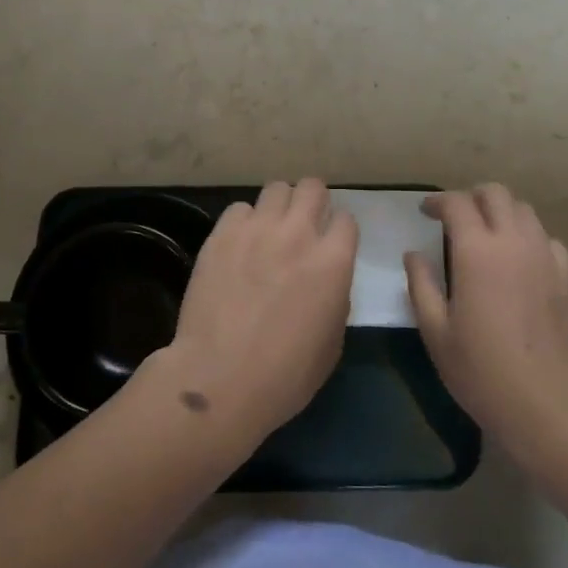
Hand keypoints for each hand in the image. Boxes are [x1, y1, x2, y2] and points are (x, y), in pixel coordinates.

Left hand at [160, 179, 356, 446]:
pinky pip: (239, 208)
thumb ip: (335, 297)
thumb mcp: (332, 342)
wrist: (220, 379)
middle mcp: (299, 233)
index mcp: (334, 261)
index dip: (338, 232)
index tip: (330, 245)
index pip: (346, 219)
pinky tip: (238, 245)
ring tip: (269, 230)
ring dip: (278, 206)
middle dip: (312, 202)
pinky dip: (243, 222)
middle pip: (312, 187)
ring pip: (276, 188)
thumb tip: (327, 279)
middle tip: (302, 225)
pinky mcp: (222, 233)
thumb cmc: (285, 376)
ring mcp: (258, 229)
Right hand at [405, 183, 567, 458]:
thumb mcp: (437, 333)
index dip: (438, 201)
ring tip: (489, 237)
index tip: (426, 212)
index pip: (457, 203)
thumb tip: (413, 254)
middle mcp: (514, 242)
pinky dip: (529, 239)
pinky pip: (547, 240)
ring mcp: (547, 256)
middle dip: (472, 197)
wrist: (551, 407)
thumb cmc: (483, 372)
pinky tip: (521, 263)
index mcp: (477, 251)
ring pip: (524, 211)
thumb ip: (421, 286)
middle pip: (496, 194)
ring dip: (502, 213)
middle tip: (457, 219)